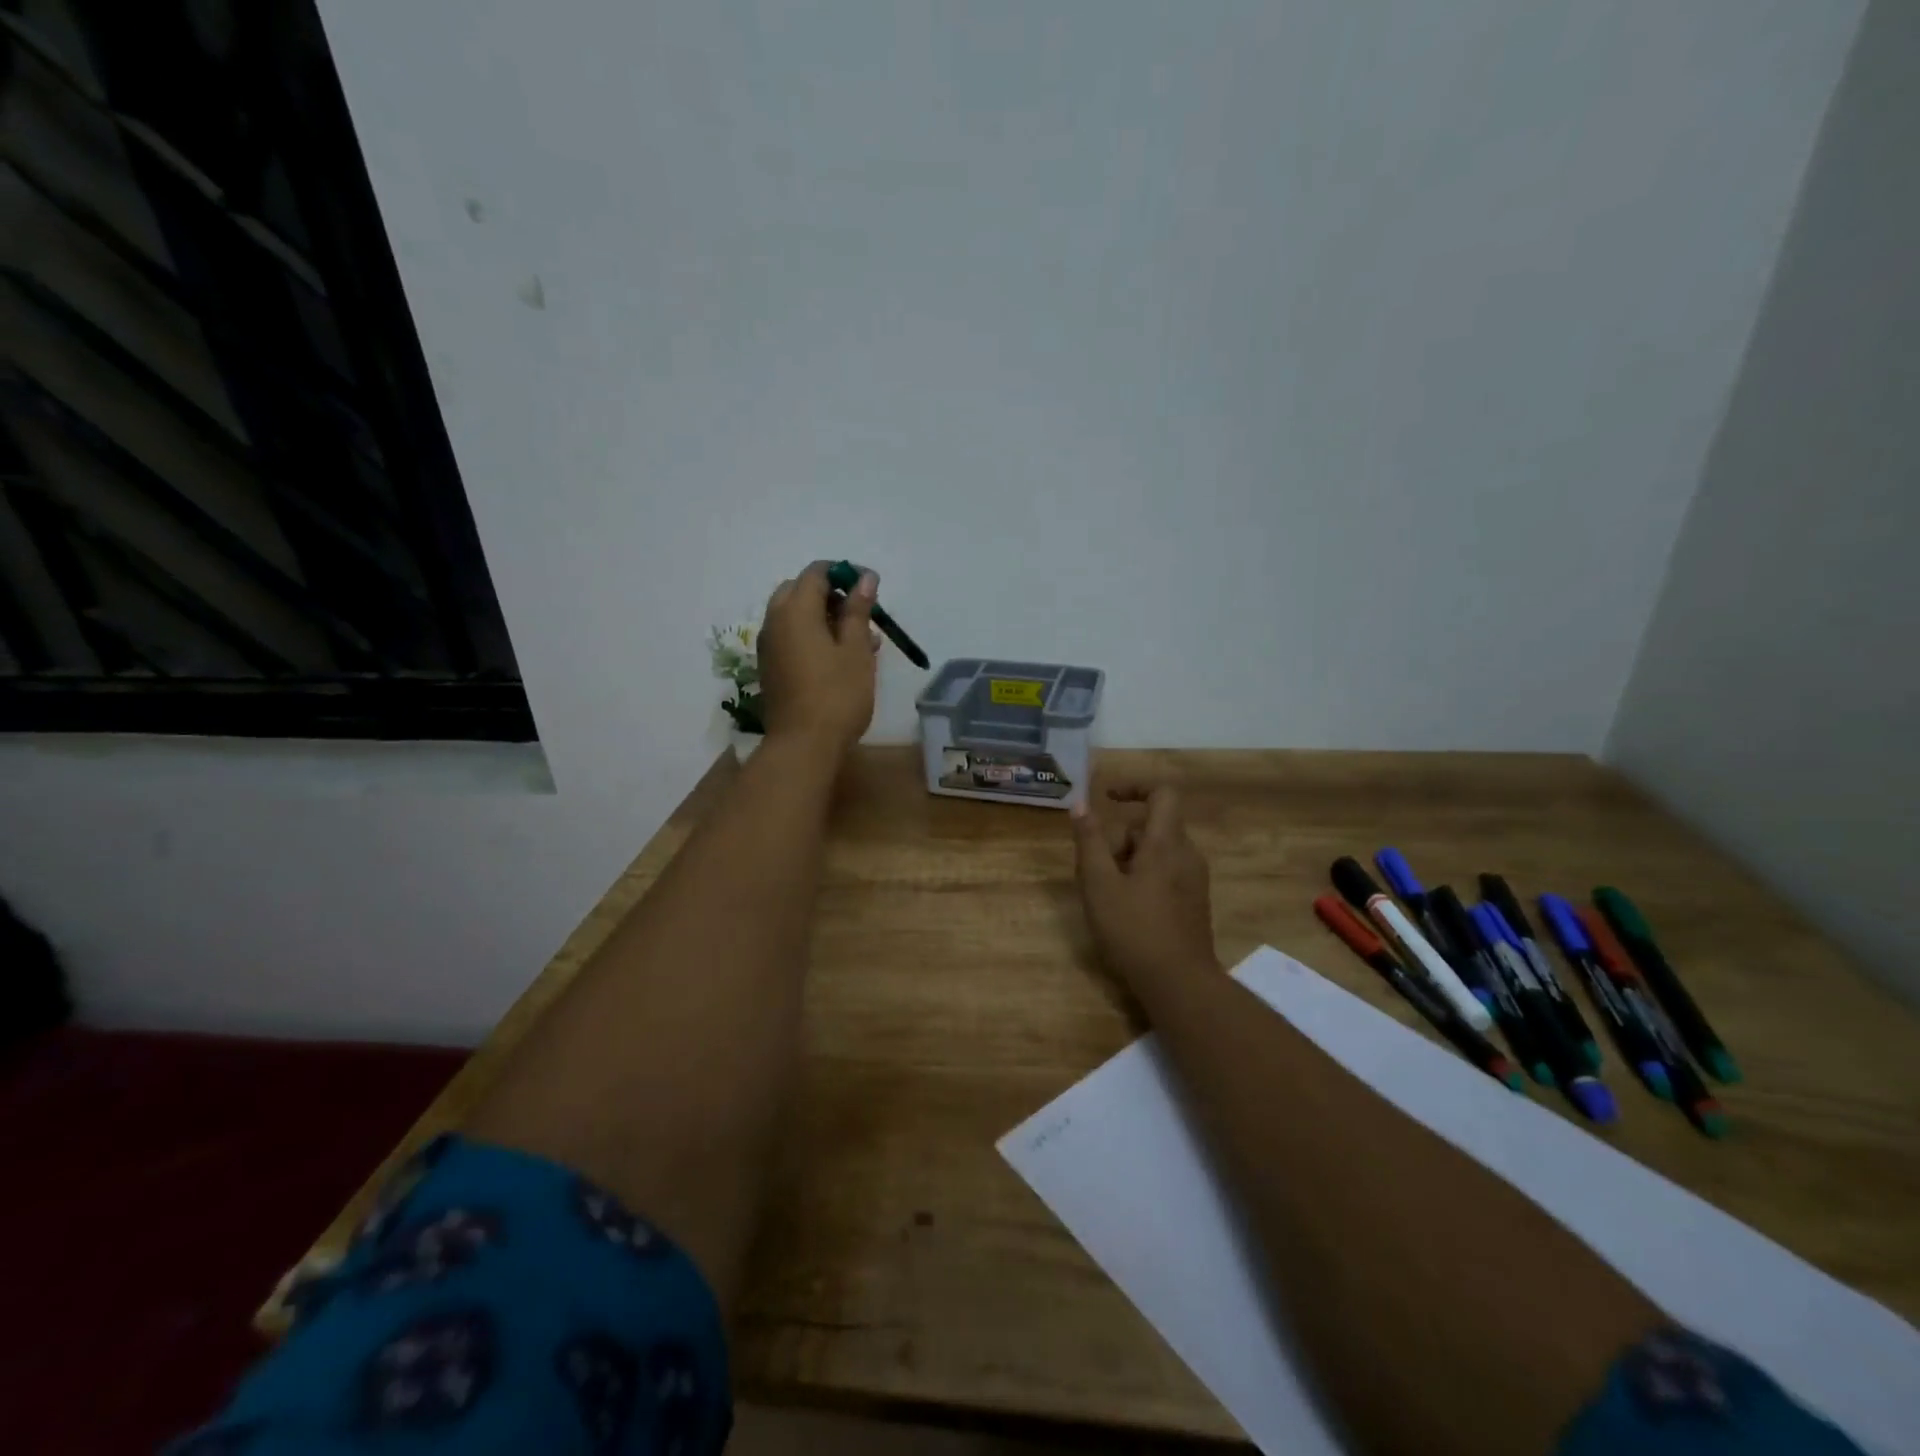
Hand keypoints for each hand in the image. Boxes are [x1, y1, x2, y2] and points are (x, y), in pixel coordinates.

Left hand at [756, 560, 878, 756]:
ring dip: (824, 618)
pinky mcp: (771, 668)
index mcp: (795, 610)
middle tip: (861, 614)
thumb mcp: (856, 650)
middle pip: (800, 591)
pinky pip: (791, 638)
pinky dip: (813, 636)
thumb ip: (858, 610)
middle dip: (832, 595)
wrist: (803, 746)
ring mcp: (769, 646)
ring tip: (861, 641)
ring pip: (796, 616)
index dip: (845, 573)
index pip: (817, 572)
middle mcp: (774, 621)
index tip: (870, 588)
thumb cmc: (837, 695)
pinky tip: (840, 659)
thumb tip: (864, 577)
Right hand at [1070, 785, 1218, 987]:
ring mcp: (1195, 879)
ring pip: (1157, 851)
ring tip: (1105, 893)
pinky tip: (1125, 909)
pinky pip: (1166, 872)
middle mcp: (1187, 854)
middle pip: (1152, 826)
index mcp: (1166, 844)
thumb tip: (1081, 804)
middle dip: (1119, 838)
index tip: (1107, 799)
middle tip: (1093, 869)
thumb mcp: (1099, 885)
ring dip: (1128, 860)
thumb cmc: (1134, 930)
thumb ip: (1089, 841)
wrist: (1180, 983)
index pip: (1162, 793)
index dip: (1134, 787)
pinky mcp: (1194, 901)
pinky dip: (1143, 876)